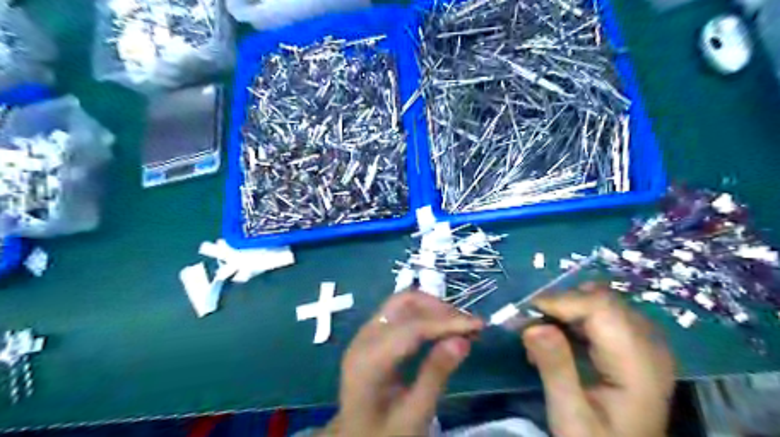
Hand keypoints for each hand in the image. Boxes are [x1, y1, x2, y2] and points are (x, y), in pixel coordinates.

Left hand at [322, 290, 481, 435]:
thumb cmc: (384, 435)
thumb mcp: (413, 415)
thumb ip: (435, 375)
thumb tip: (463, 340)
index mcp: (368, 360)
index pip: (412, 328)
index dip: (447, 322)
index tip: (479, 325)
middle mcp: (363, 338)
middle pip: (403, 303)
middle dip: (439, 308)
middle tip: (469, 325)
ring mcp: (366, 334)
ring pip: (403, 304)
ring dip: (433, 309)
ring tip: (461, 326)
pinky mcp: (373, 336)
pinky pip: (400, 315)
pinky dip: (424, 316)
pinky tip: (443, 330)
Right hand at [524, 283, 676, 435]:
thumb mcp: (571, 416)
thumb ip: (555, 370)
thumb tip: (532, 325)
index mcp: (639, 364)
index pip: (601, 307)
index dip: (561, 301)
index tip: (525, 315)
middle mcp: (649, 344)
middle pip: (600, 298)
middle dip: (559, 305)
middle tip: (529, 328)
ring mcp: (644, 341)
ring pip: (598, 301)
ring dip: (564, 311)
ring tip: (541, 337)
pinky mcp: (633, 342)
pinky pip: (600, 313)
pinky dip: (572, 318)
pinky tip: (557, 341)